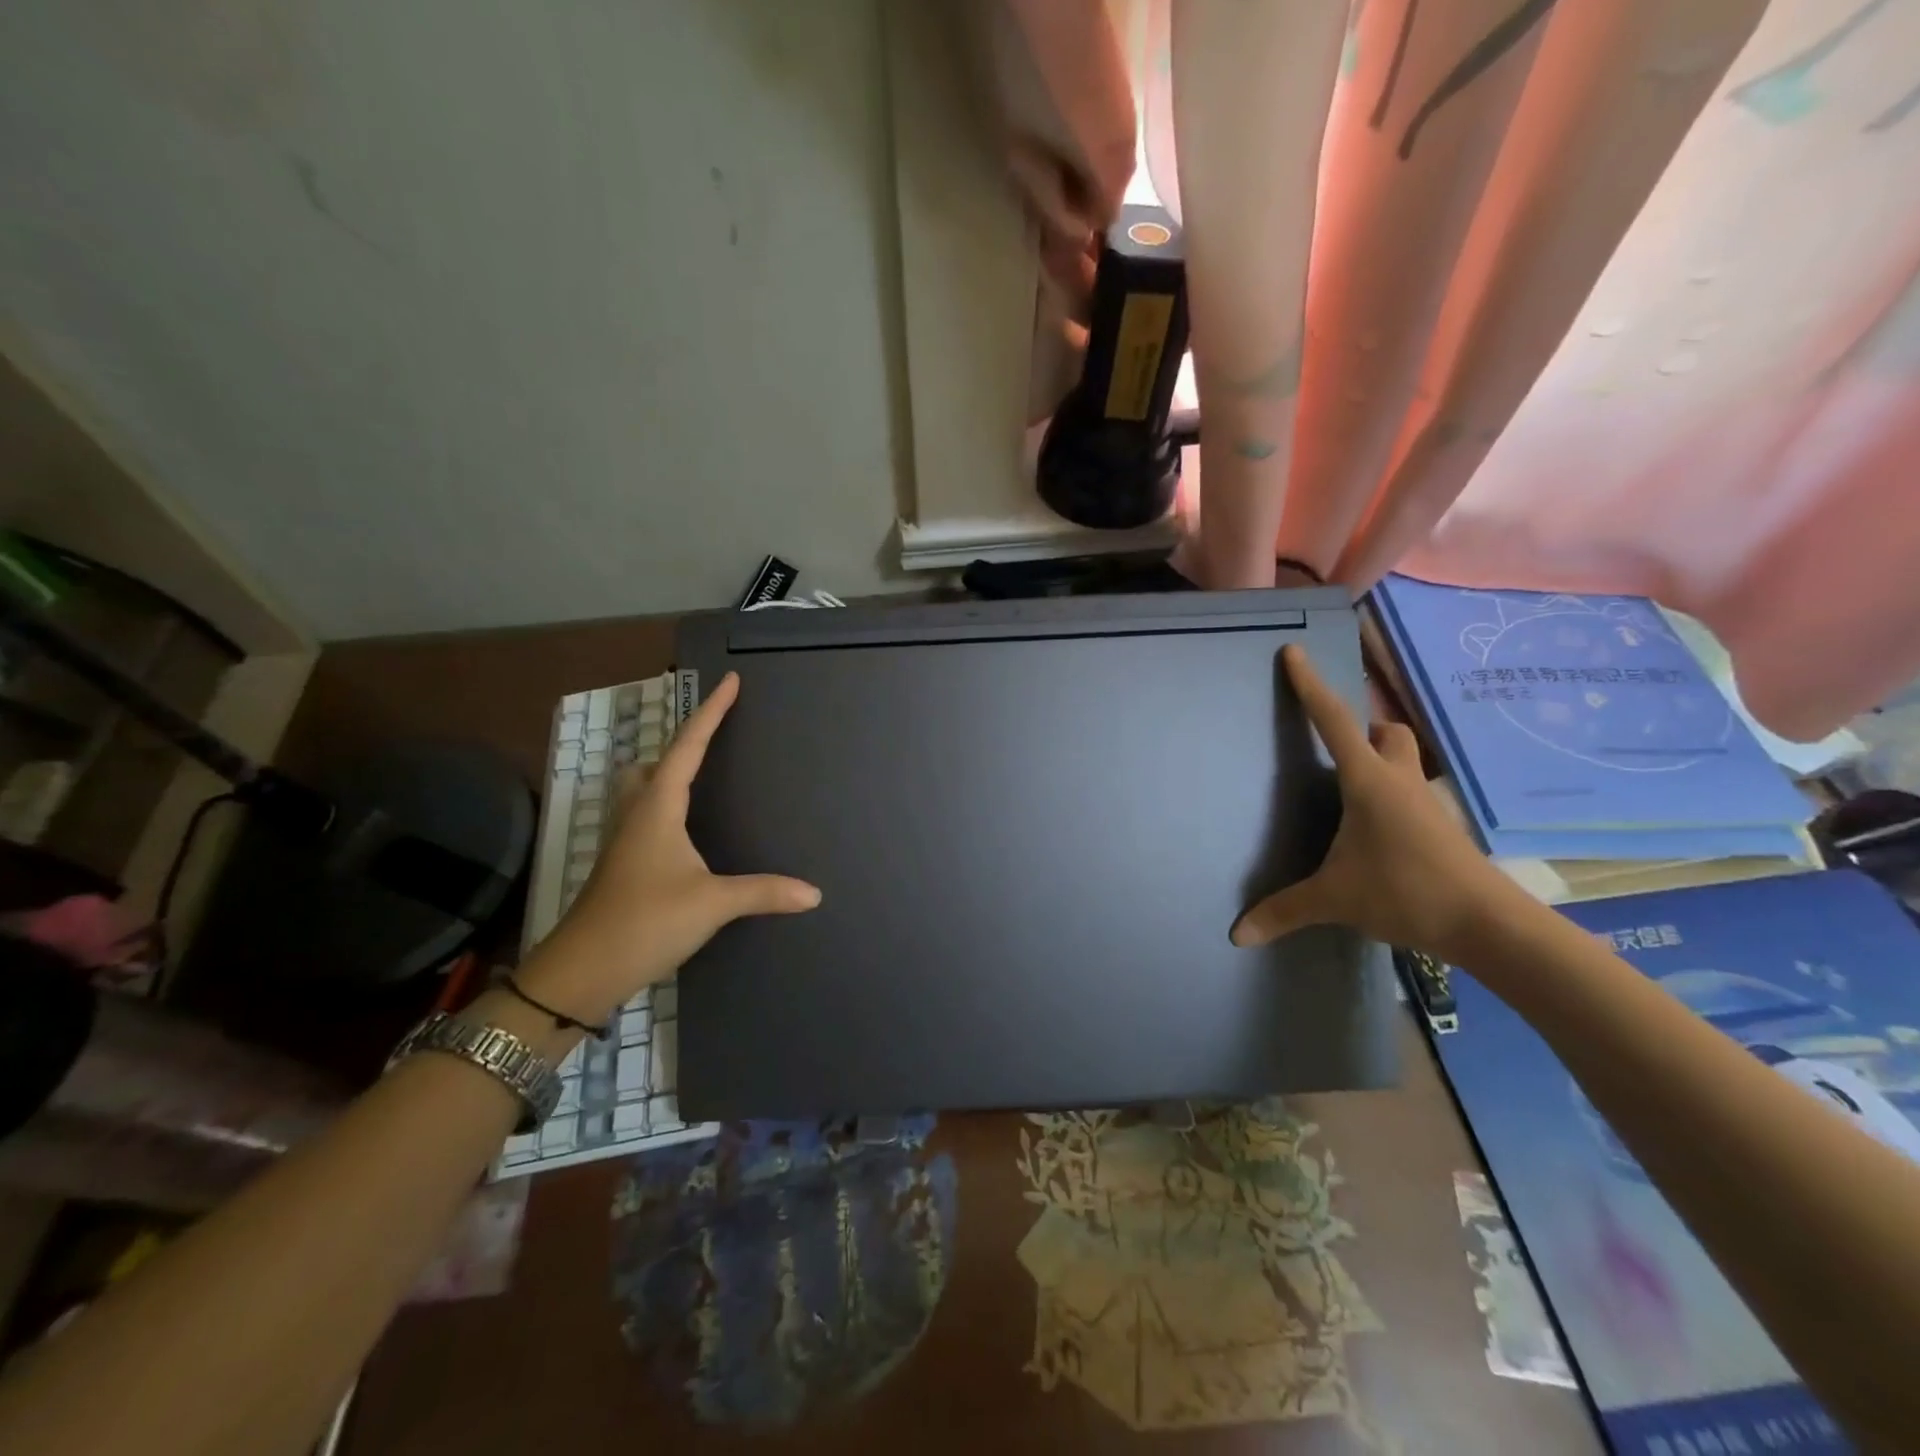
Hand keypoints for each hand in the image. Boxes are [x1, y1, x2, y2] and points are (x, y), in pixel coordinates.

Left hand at [525, 672, 819, 1018]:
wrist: (582, 970)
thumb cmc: (645, 921)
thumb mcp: (712, 904)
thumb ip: (763, 892)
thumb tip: (814, 893)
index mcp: (659, 808)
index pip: (689, 746)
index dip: (711, 712)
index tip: (730, 681)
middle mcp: (638, 814)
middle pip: (657, 761)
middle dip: (684, 741)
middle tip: (714, 734)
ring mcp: (626, 840)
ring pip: (644, 788)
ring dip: (668, 772)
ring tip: (700, 774)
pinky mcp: (623, 865)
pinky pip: (646, 815)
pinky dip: (666, 804)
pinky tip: (685, 829)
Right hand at [1230, 645, 1522, 962]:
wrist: (1488, 925)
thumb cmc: (1406, 892)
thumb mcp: (1335, 899)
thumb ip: (1285, 911)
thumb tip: (1237, 935)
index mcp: (1368, 782)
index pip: (1334, 721)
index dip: (1311, 686)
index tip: (1295, 653)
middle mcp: (1399, 781)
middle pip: (1389, 733)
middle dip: (1365, 729)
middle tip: (1337, 746)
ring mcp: (1425, 804)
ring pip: (1406, 761)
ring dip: (1382, 760)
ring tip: (1349, 787)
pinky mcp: (1438, 828)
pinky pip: (1411, 793)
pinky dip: (1391, 795)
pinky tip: (1374, 828)